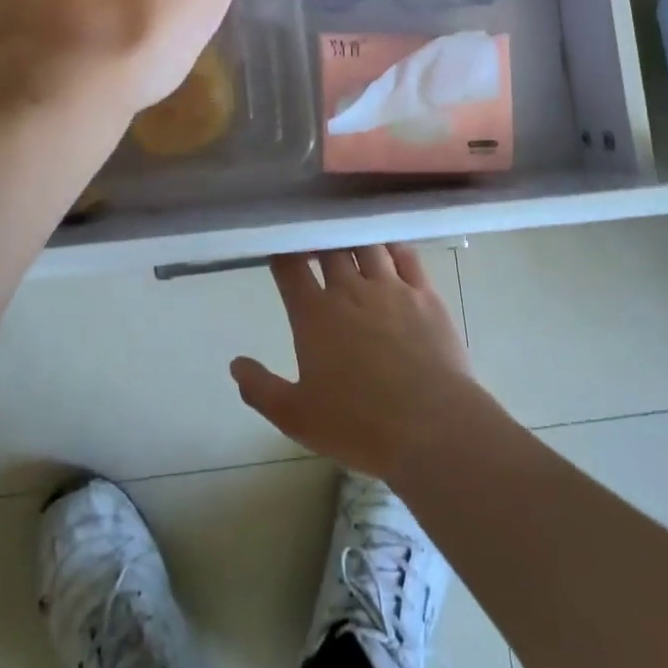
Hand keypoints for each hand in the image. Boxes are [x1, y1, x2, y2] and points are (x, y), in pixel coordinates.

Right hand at [231, 245, 485, 483]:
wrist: (432, 428)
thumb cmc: (359, 425)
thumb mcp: (296, 418)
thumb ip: (260, 389)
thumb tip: (235, 364)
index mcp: (314, 315)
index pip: (290, 266)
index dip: (282, 252)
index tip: (280, 249)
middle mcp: (350, 290)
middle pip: (329, 248)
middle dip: (318, 241)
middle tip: (314, 243)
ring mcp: (390, 287)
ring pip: (367, 245)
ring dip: (354, 239)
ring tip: (349, 241)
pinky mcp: (425, 294)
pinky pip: (407, 256)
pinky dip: (393, 246)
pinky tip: (389, 248)